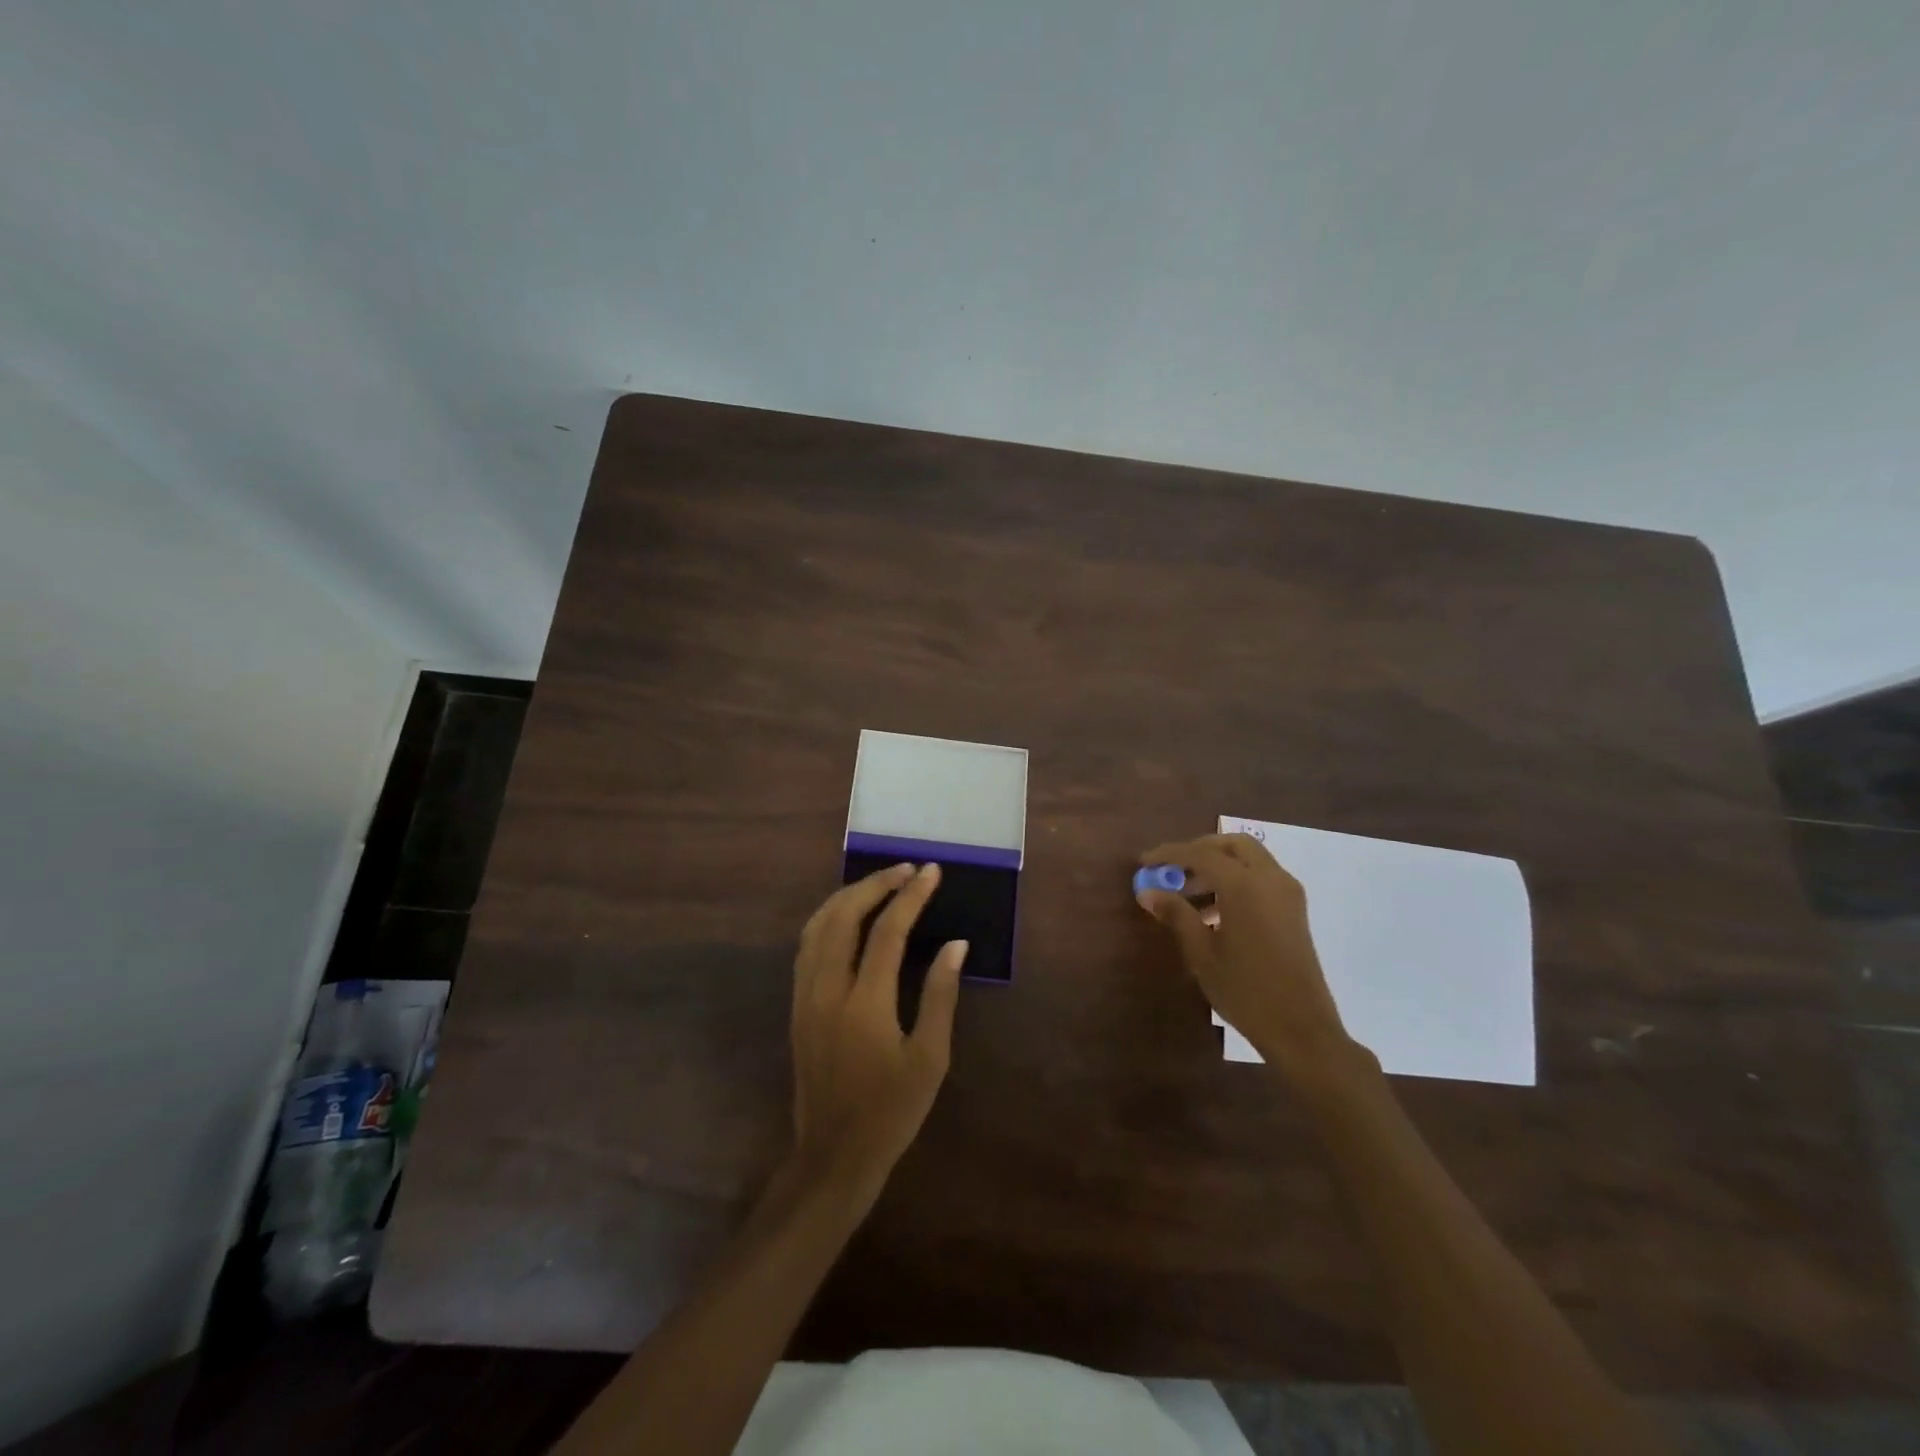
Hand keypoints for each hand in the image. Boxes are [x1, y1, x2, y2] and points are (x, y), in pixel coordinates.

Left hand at [787, 862, 966, 1202]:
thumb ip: (941, 995)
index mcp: (865, 1004)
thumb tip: (955, 944)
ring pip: (818, 926)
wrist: (833, 1155)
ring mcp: (806, 996)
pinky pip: (807, 946)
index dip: (911, 896)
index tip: (931, 872)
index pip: (888, 931)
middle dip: (875, 884)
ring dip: (848, 896)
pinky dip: (828, 918)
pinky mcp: (797, 1006)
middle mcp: (828, 990)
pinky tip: (848, 915)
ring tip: (879, 883)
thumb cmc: (891, 1111)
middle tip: (906, 869)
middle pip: (844, 916)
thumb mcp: (930, 1059)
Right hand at [1137, 833, 1358, 1086]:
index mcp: (1245, 885)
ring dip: (1217, 867)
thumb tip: (1147, 891)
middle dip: (1199, 851)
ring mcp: (1287, 893)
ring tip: (1186, 896)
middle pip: (1232, 845)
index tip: (1144, 862)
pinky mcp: (1294, 910)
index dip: (1169, 854)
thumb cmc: (1246, 991)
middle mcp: (1270, 879)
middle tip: (1172, 871)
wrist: (1301, 1030)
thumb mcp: (1202, 953)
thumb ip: (1176, 914)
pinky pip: (1261, 878)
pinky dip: (1235, 881)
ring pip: (1249, 860)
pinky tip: (1213, 911)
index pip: (1200, 854)